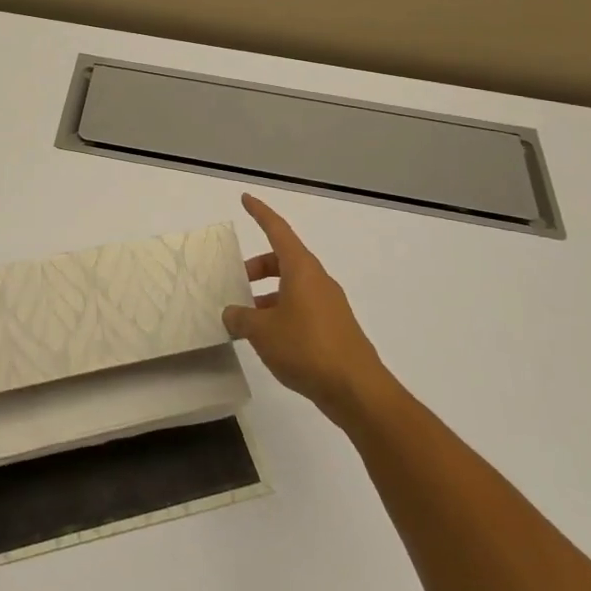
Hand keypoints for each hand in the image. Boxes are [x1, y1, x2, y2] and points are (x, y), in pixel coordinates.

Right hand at [224, 194, 388, 425]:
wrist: (358, 391)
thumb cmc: (307, 348)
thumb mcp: (262, 331)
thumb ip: (241, 318)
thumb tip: (232, 314)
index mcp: (302, 270)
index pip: (278, 231)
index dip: (260, 214)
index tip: (246, 199)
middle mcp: (318, 280)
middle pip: (284, 260)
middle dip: (258, 267)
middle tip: (236, 281)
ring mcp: (329, 305)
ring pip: (292, 287)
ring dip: (268, 295)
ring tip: (246, 319)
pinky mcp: (335, 329)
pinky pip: (302, 309)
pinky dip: (282, 314)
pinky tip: (268, 340)